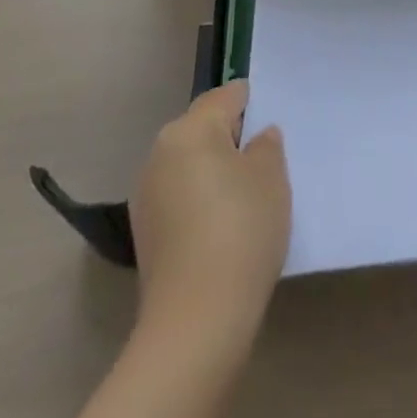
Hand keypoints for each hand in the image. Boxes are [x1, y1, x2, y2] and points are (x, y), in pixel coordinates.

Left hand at [131, 81, 290, 332]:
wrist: (196, 322)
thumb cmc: (241, 230)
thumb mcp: (271, 176)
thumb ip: (266, 145)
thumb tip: (257, 137)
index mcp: (190, 129)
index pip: (226, 96)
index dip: (252, 103)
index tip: (272, 121)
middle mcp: (160, 152)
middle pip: (202, 128)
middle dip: (230, 137)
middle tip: (263, 159)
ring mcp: (146, 195)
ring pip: (188, 164)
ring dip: (213, 170)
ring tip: (245, 196)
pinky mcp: (145, 233)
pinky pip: (179, 196)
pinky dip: (199, 200)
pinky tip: (222, 225)